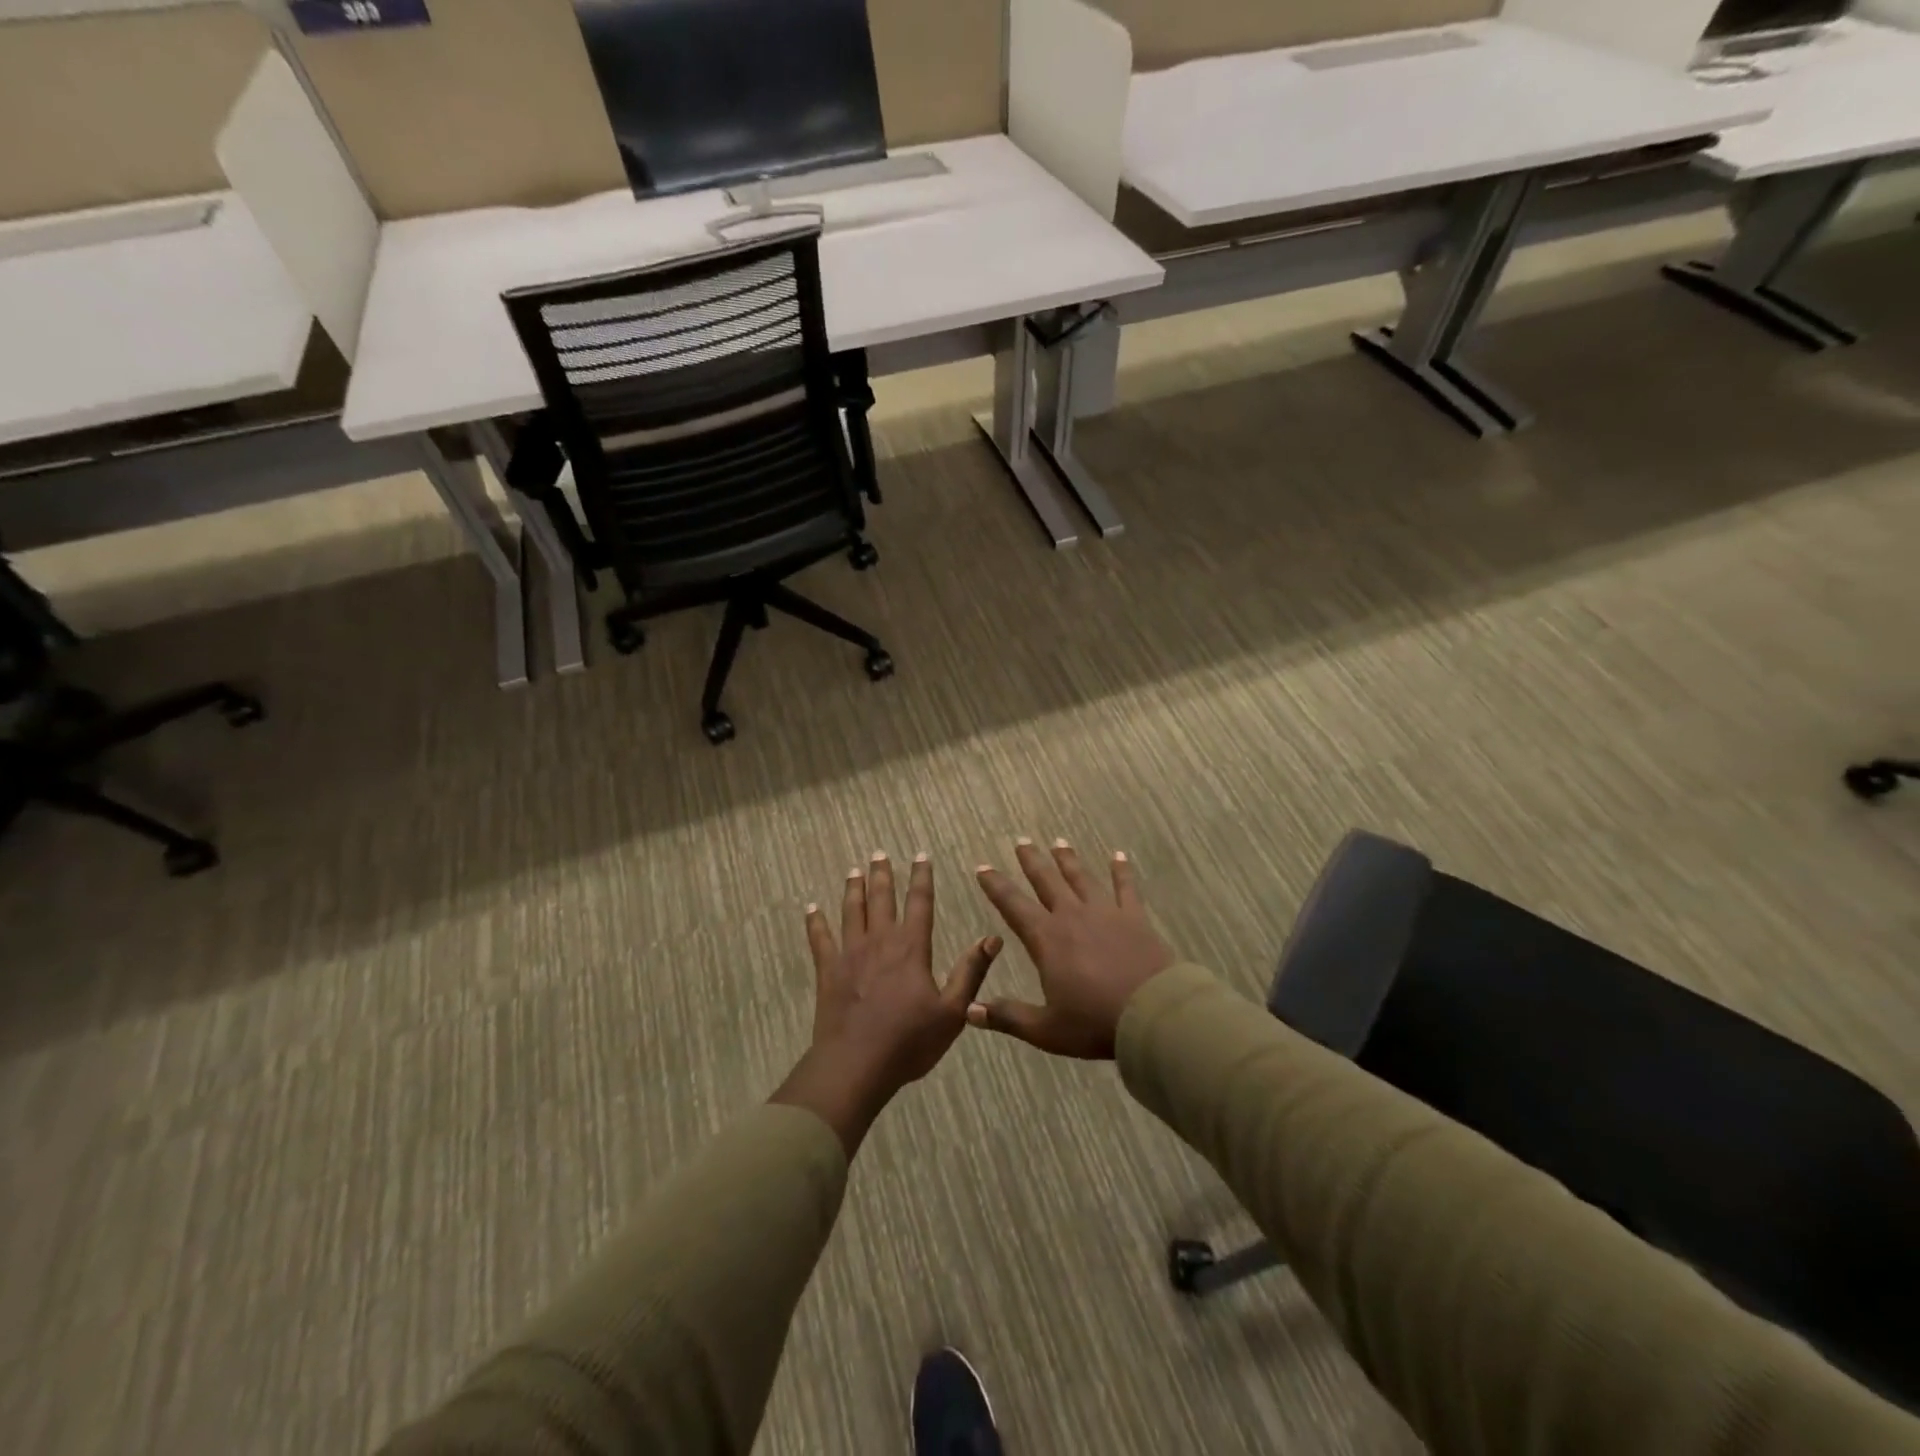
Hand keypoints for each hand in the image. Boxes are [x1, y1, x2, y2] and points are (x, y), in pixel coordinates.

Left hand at [772, 852, 1001, 1154]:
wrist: (856, 1065)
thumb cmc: (909, 1041)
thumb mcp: (952, 1011)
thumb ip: (971, 972)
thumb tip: (994, 938)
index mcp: (912, 948)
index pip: (919, 903)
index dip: (921, 878)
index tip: (921, 855)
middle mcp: (880, 942)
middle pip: (881, 899)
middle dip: (882, 874)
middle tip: (879, 853)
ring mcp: (850, 954)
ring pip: (851, 912)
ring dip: (853, 889)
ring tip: (854, 871)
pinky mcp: (828, 971)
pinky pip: (820, 939)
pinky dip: (815, 922)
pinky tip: (811, 909)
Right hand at [969, 839, 1174, 1058]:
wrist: (1153, 1015)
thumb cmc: (1095, 1023)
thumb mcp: (1046, 1029)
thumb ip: (1008, 1017)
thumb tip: (970, 1012)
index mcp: (1047, 939)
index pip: (1013, 906)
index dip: (996, 886)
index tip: (983, 868)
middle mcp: (1072, 916)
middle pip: (1047, 881)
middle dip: (1032, 860)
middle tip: (1021, 841)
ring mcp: (1105, 913)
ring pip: (1081, 877)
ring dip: (1068, 859)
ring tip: (1059, 842)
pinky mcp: (1135, 918)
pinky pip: (1126, 887)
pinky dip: (1121, 870)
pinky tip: (1119, 855)